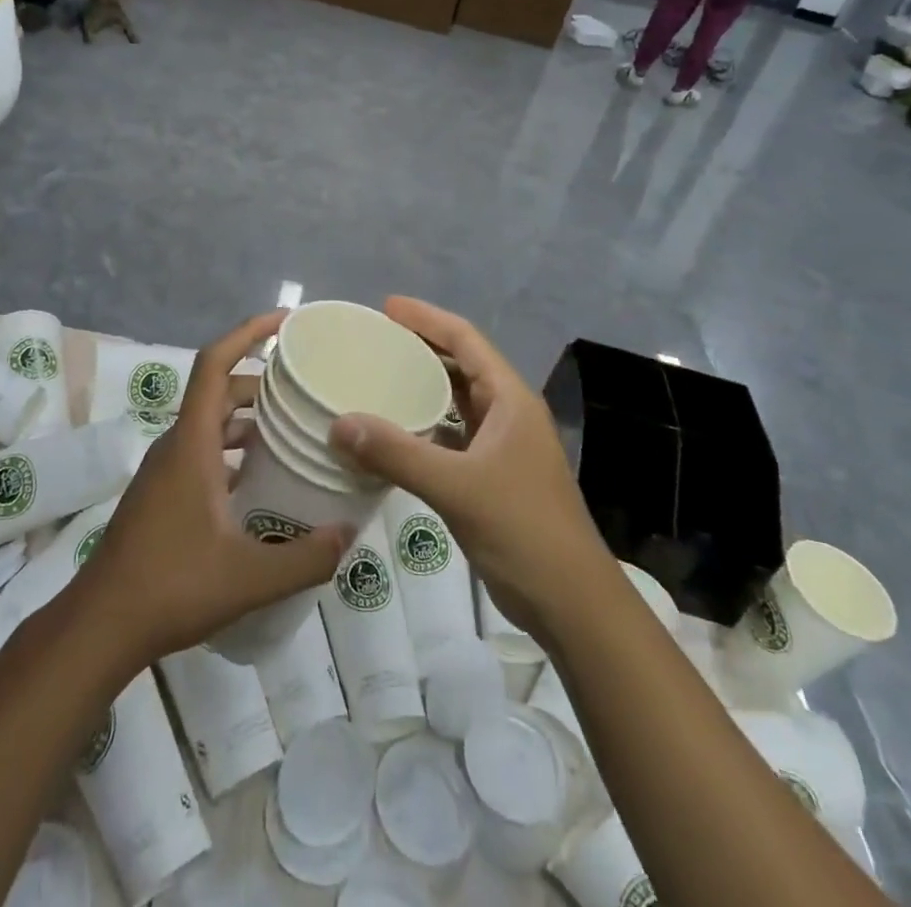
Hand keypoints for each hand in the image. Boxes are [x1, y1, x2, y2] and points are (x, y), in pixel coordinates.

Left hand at [75, 313, 350, 668]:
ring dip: (249, 421)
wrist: (99, 626)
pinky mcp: (163, 494)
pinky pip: (204, 452)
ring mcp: (166, 470)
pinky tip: (262, 484)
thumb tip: (349, 534)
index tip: (285, 322)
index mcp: (191, 443)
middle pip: (219, 392)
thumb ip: (305, 558)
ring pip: (211, 425)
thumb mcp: (248, 577)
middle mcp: (176, 446)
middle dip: (262, 384)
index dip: (247, 332)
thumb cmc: (170, 587)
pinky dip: (234, 452)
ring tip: (294, 436)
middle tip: (307, 394)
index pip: (214, 363)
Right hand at [327, 297, 605, 645]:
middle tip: (374, 340)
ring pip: (457, 402)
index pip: (466, 340)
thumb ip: (397, 454)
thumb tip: (339, 423)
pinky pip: (452, 436)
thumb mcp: (457, 487)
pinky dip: (424, 427)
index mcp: (510, 400)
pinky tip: (394, 434)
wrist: (572, 602)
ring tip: (378, 378)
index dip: (427, 318)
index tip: (386, 307)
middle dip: (421, 348)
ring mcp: (503, 446)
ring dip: (422, 388)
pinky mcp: (493, 476)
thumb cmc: (523, 530)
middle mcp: (508, 413)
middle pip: (461, 365)